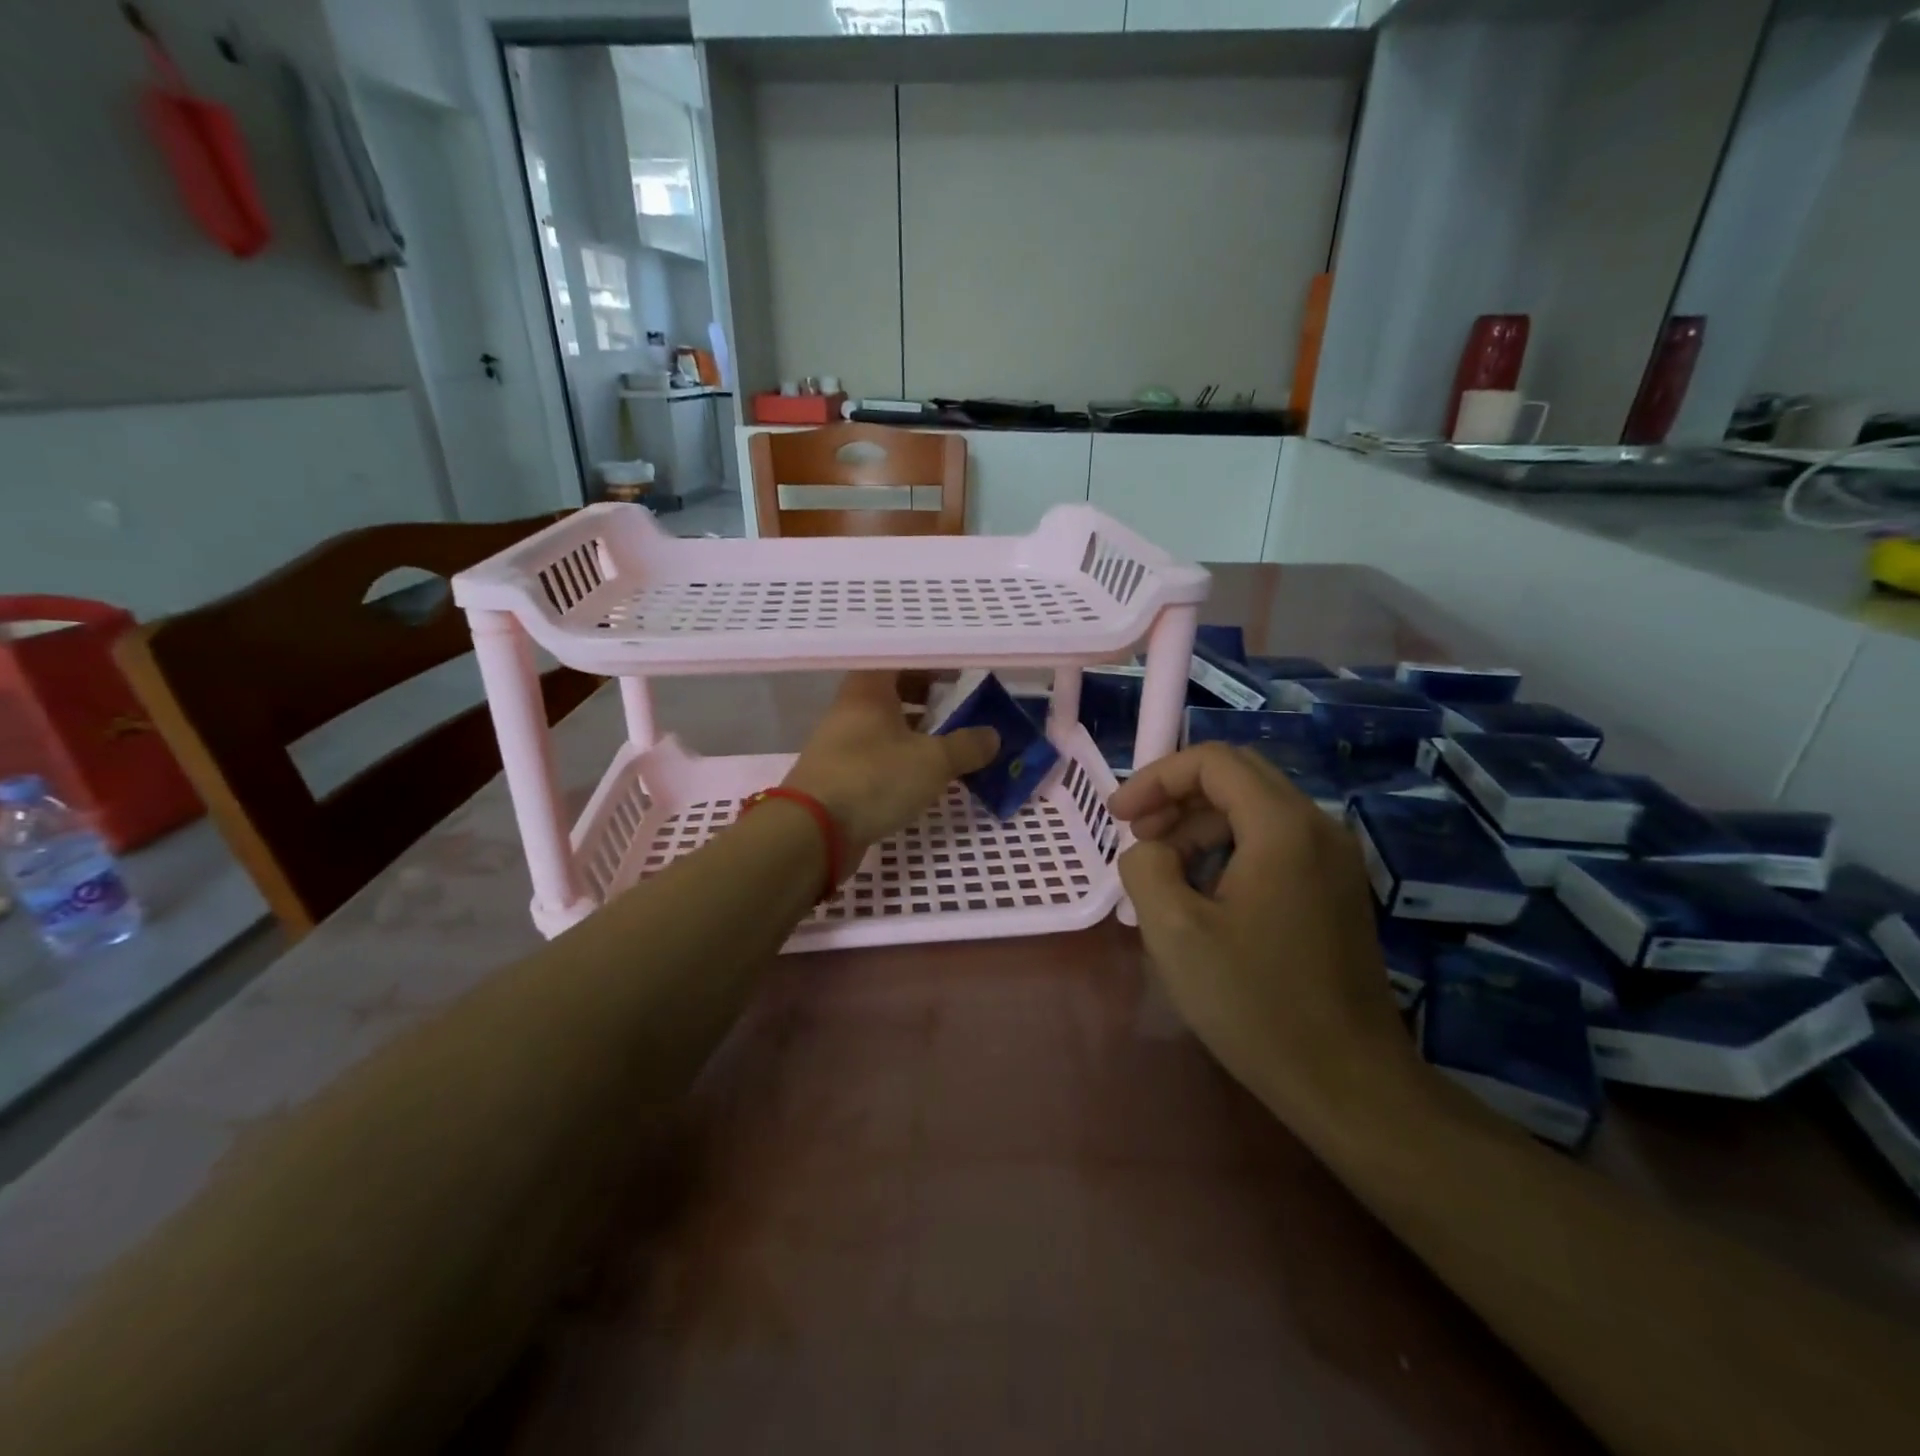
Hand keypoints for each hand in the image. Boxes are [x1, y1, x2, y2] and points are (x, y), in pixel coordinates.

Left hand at [784, 671, 998, 861]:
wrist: (813, 831)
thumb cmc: (874, 779)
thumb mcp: (932, 761)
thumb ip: (966, 746)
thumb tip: (993, 736)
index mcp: (869, 690)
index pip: (902, 660)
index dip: (933, 663)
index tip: (962, 671)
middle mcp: (851, 710)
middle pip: (893, 692)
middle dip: (928, 697)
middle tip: (961, 705)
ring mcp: (842, 744)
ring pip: (886, 726)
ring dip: (917, 730)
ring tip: (952, 741)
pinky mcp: (841, 776)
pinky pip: (880, 756)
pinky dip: (903, 758)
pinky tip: (926, 774)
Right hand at [1109, 743, 1416, 1130]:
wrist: (1347, 1082)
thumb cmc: (1255, 1004)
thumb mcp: (1175, 932)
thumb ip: (1145, 868)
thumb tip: (1150, 850)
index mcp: (1283, 827)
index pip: (1212, 761)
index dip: (1156, 778)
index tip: (1119, 817)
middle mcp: (1317, 828)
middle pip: (1236, 776)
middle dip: (1176, 795)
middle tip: (1138, 835)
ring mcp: (1334, 859)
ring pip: (1255, 809)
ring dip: (1200, 824)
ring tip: (1163, 870)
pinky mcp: (1336, 889)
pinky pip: (1274, 842)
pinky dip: (1229, 848)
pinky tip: (1203, 893)